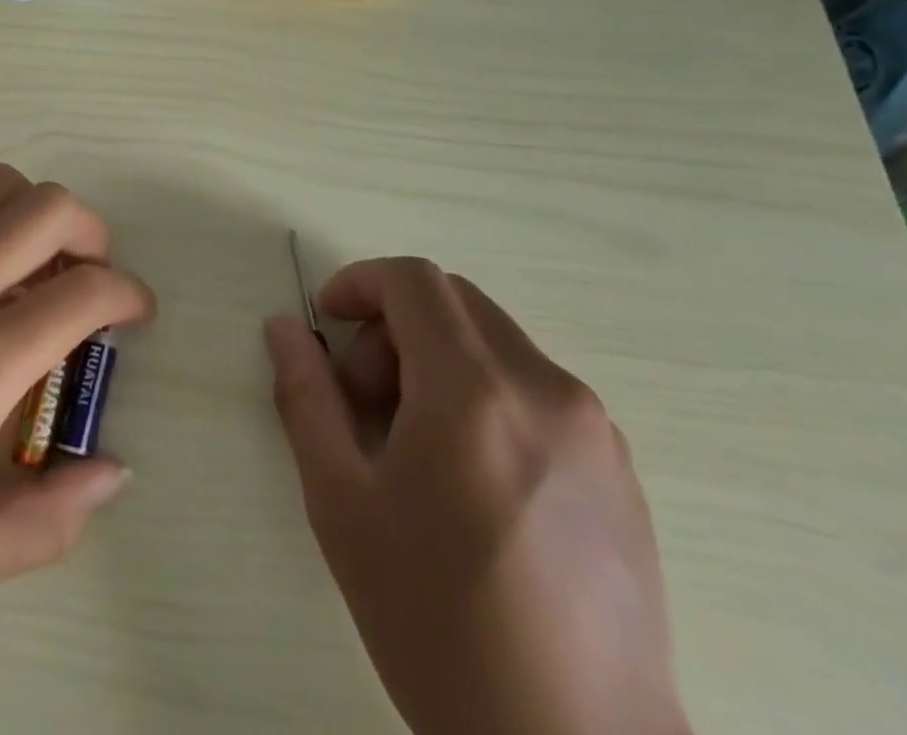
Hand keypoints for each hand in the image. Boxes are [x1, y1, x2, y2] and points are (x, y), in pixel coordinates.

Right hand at [265, 259, 688, 734]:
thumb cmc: (440, 626)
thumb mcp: (342, 504)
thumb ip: (305, 396)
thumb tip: (285, 327)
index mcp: (475, 391)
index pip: (412, 280)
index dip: (359, 283)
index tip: (328, 324)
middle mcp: (546, 388)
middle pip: (452, 303)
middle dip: (393, 328)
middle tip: (365, 402)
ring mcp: (595, 428)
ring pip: (494, 342)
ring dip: (438, 362)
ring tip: (415, 450)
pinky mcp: (622, 468)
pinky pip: (535, 388)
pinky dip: (485, 394)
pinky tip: (472, 481)